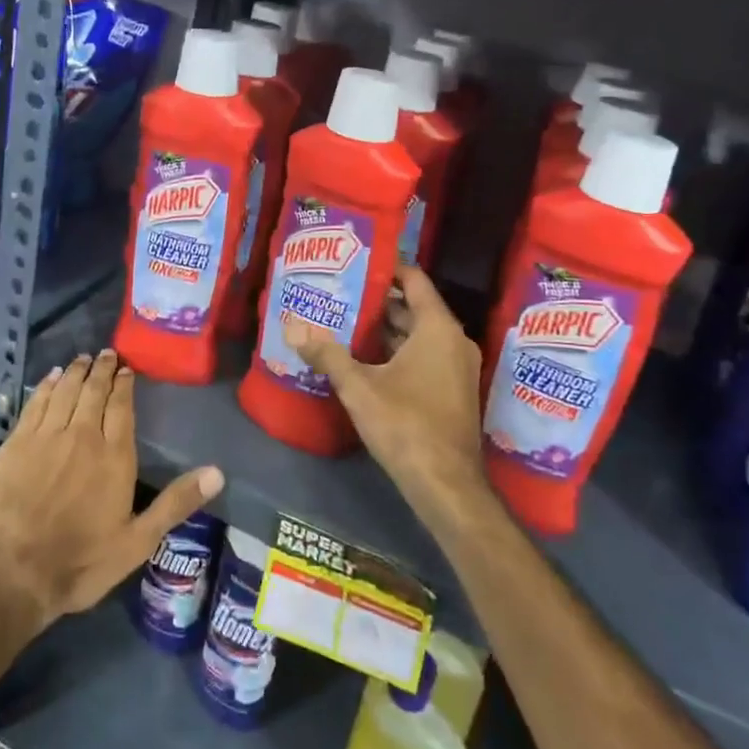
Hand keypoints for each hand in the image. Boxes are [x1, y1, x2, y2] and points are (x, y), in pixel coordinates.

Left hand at [0, 349, 224, 632]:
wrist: (12, 573)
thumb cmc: (81, 562)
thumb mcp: (138, 541)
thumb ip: (176, 503)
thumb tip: (218, 472)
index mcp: (114, 456)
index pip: (122, 407)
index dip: (125, 384)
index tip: (127, 368)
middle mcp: (82, 435)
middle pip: (94, 391)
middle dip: (102, 369)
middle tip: (106, 353)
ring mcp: (46, 436)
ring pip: (65, 391)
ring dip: (75, 371)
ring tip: (82, 358)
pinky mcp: (16, 443)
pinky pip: (35, 403)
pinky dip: (45, 386)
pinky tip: (50, 378)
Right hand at [285, 266, 486, 522]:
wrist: (447, 486)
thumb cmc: (406, 425)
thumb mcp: (359, 387)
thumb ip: (327, 354)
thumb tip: (292, 327)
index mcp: (438, 328)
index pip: (414, 280)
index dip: (387, 268)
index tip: (356, 263)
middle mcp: (453, 341)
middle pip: (413, 307)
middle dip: (378, 301)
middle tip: (340, 292)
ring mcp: (456, 368)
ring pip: (417, 335)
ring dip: (385, 329)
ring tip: (344, 320)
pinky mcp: (451, 390)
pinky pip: (423, 356)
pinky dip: (396, 351)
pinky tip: (363, 357)